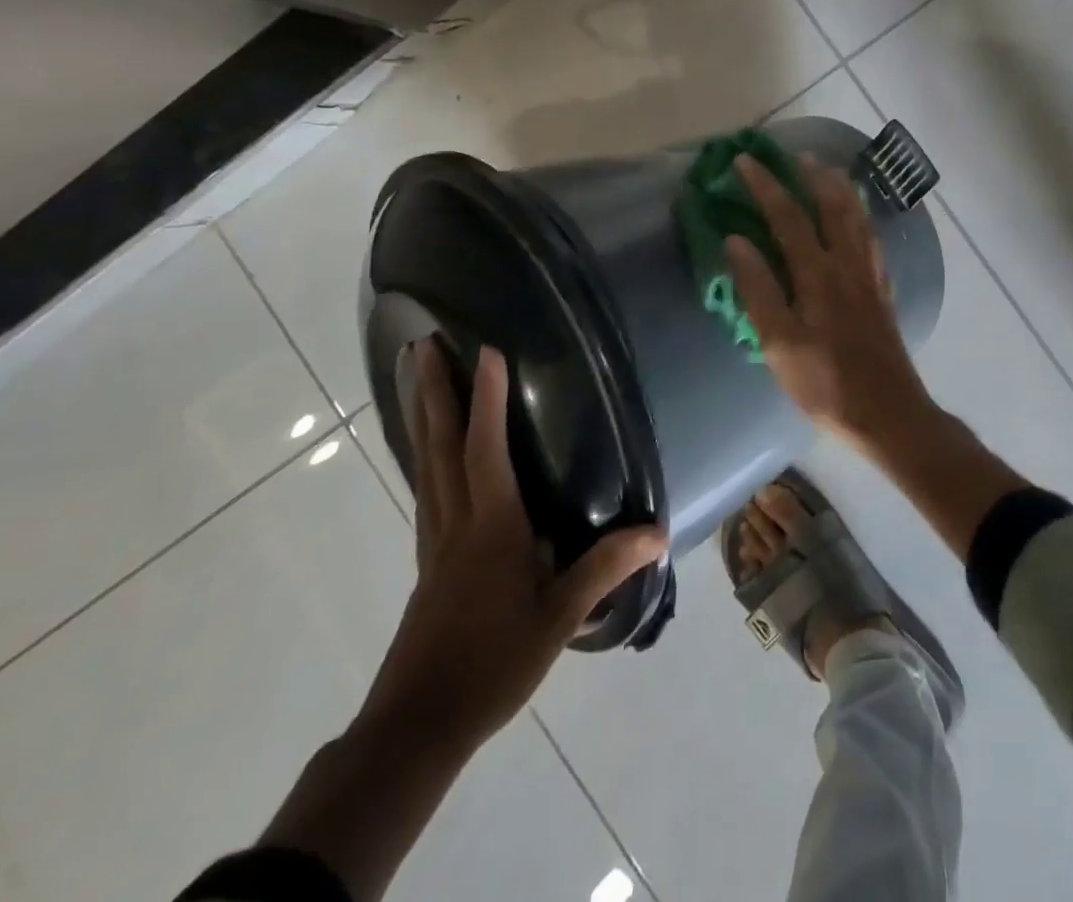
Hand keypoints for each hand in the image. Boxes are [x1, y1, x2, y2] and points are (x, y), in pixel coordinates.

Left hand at [359, 339, 665, 753]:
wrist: (415, 728)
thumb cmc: (490, 665)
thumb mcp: (557, 619)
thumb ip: (604, 570)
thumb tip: (657, 533)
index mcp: (490, 527)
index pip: (486, 450)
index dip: (486, 399)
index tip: (486, 350)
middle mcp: (456, 522)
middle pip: (440, 446)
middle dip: (435, 392)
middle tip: (424, 344)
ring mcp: (435, 541)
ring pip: (426, 465)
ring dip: (423, 417)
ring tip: (420, 380)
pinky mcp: (428, 561)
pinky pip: (426, 489)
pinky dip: (426, 455)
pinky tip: (431, 455)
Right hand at [726, 154, 935, 449]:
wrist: (887, 412)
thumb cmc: (825, 382)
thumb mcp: (779, 343)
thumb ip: (758, 288)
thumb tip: (737, 240)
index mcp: (818, 273)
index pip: (788, 216)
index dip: (766, 185)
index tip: (744, 161)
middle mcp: (848, 263)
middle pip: (832, 205)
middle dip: (811, 175)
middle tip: (794, 155)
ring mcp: (870, 275)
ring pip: (857, 216)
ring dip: (840, 188)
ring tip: (828, 170)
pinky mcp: (882, 290)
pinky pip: (871, 237)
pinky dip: (860, 215)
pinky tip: (858, 218)